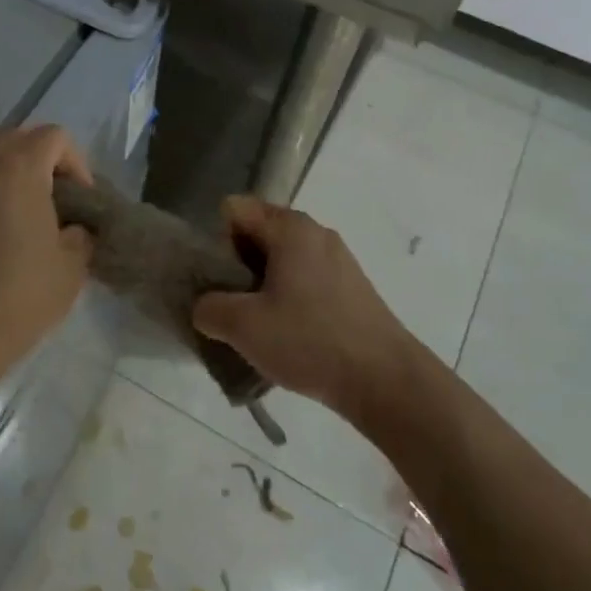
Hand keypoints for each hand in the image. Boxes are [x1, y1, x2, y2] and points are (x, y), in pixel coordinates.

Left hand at [0, 125, 93, 361]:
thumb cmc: (23, 294)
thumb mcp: (73, 265)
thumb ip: (79, 233)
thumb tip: (70, 229)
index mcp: (19, 170)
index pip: (54, 137)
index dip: (76, 162)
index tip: (81, 200)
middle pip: (14, 138)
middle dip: (39, 159)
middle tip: (53, 198)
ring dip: (5, 176)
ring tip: (18, 215)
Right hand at [192, 196, 420, 418]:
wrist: (386, 380)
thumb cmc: (310, 341)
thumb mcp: (242, 326)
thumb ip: (208, 308)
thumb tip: (205, 306)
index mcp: (290, 227)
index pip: (234, 210)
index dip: (217, 242)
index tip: (219, 282)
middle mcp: (316, 232)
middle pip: (258, 234)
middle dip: (237, 266)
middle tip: (233, 307)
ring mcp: (338, 259)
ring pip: (282, 260)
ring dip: (262, 287)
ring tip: (260, 327)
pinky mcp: (351, 287)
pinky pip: (305, 279)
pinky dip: (289, 299)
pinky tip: (291, 336)